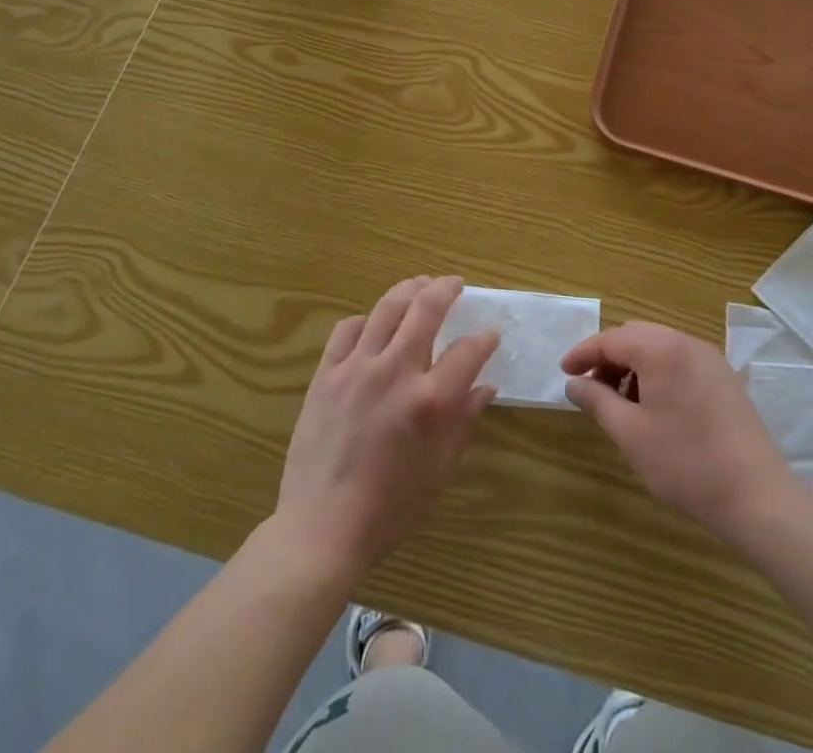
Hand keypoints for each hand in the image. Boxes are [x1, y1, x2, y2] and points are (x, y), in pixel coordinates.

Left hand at [276, 276, 499, 577]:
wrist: (322, 528)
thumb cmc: (390, 508)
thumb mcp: (440, 470)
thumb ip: (464, 421)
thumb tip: (486, 387)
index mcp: (430, 400)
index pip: (468, 351)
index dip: (484, 338)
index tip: (491, 333)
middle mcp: (395, 371)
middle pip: (425, 309)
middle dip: (445, 289)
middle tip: (454, 284)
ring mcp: (357, 368)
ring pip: (386, 308)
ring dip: (409, 289)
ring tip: (421, 284)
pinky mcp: (326, 374)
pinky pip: (347, 329)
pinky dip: (366, 320)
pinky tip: (373, 324)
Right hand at [562, 323, 795, 543]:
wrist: (757, 497)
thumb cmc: (686, 464)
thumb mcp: (631, 434)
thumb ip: (597, 401)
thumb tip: (573, 383)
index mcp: (662, 350)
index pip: (611, 339)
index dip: (584, 353)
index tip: (564, 372)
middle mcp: (686, 343)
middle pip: (636, 336)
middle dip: (609, 357)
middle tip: (591, 388)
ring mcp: (709, 359)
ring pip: (659, 347)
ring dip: (633, 365)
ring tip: (621, 403)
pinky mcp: (724, 378)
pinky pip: (680, 360)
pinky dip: (658, 372)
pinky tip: (654, 407)